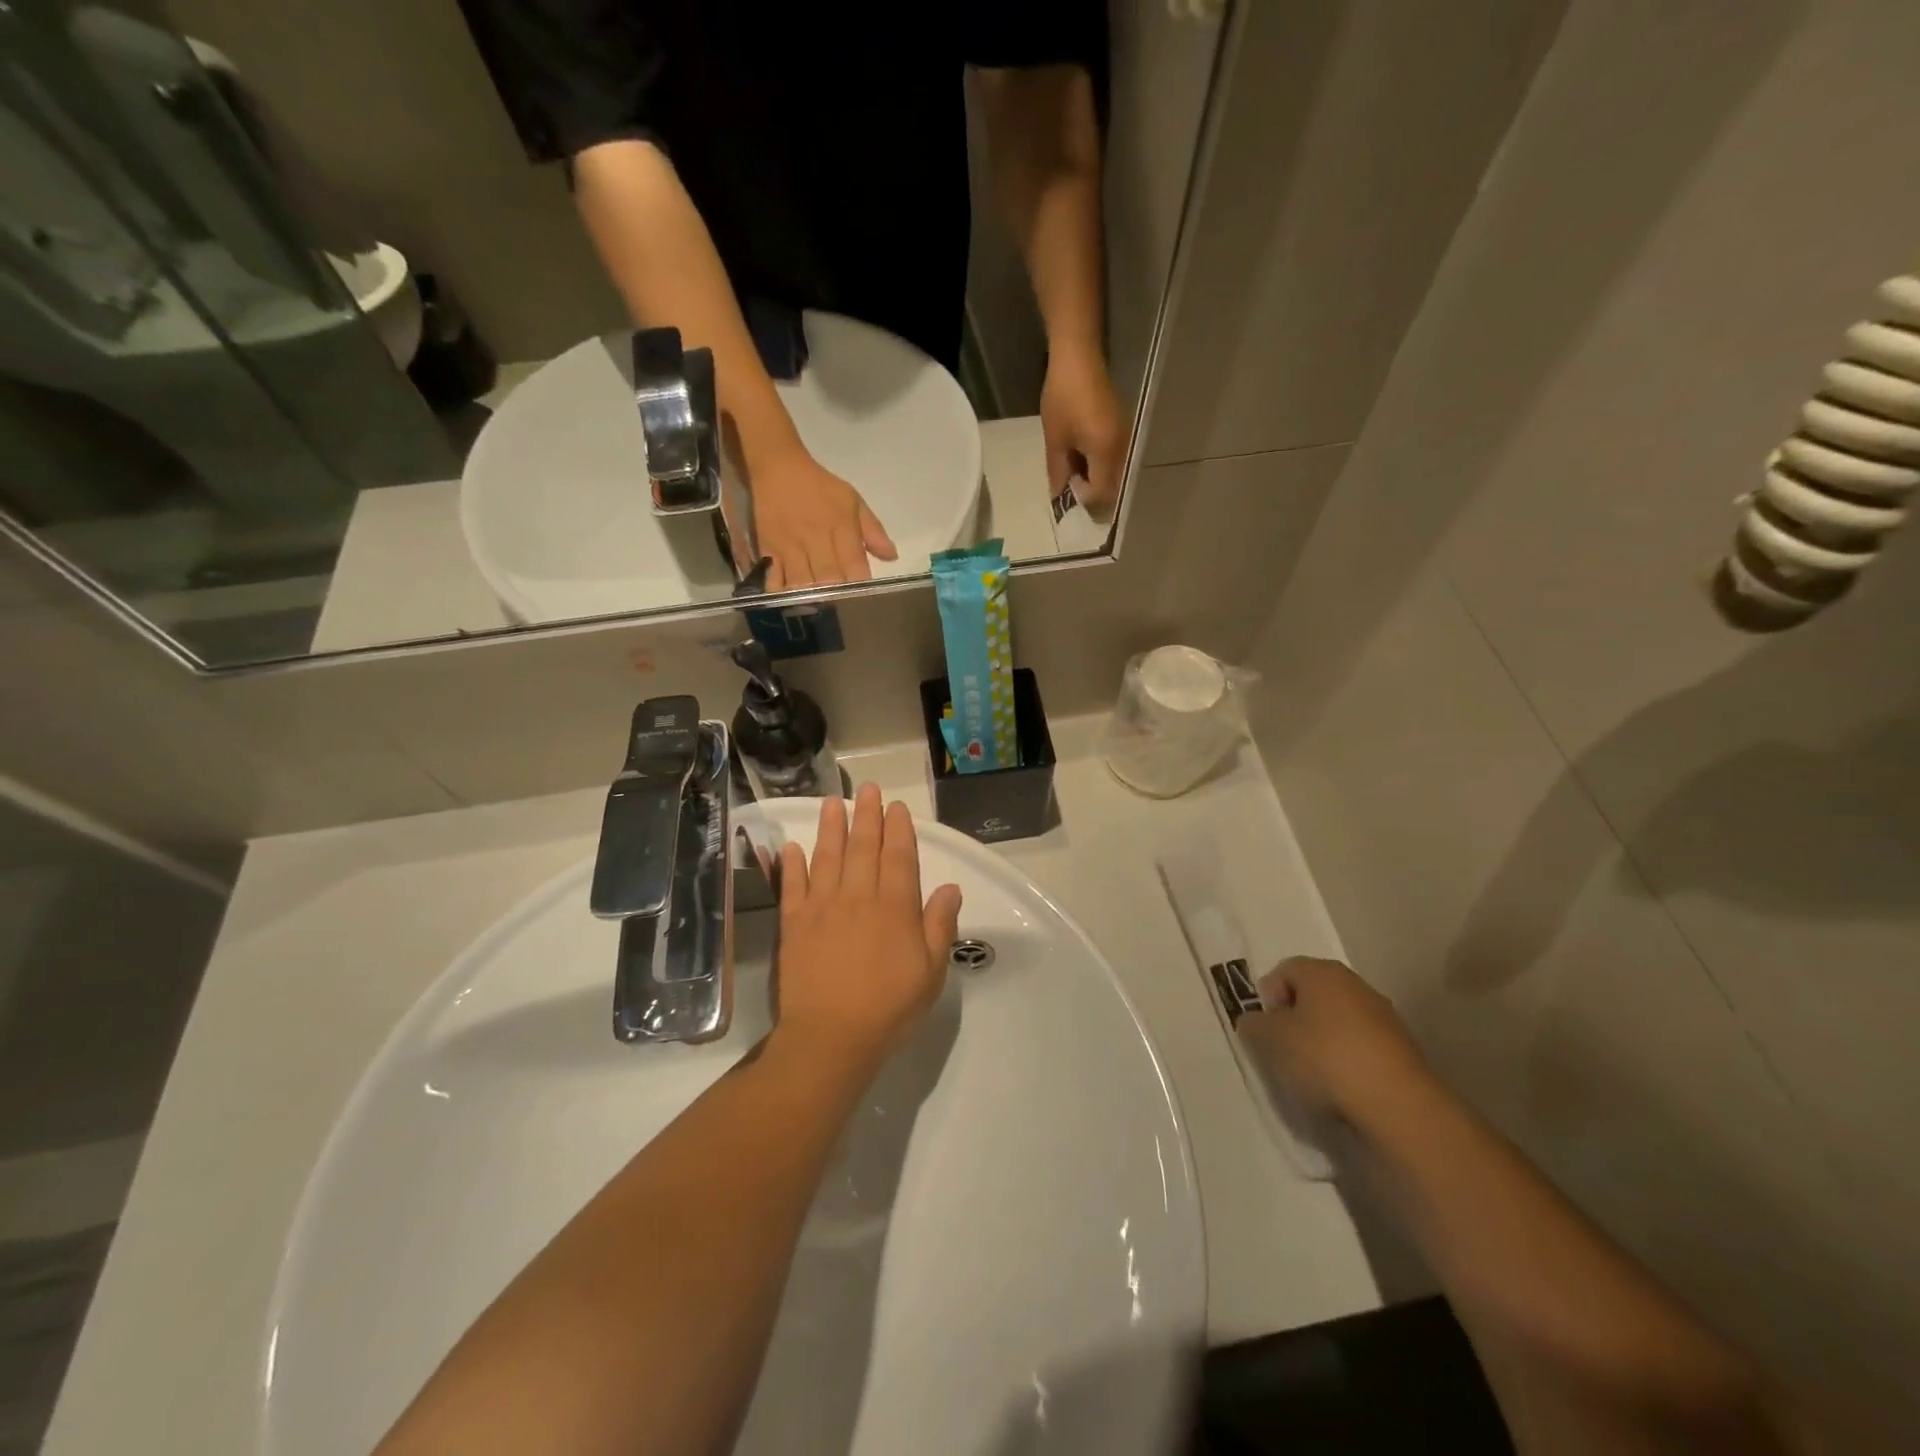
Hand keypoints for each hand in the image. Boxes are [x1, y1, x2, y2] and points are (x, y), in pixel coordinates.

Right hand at [750, 448, 896, 589]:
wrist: (778, 468)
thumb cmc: (820, 487)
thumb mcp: (853, 501)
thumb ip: (873, 531)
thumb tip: (892, 557)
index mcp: (841, 527)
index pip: (855, 566)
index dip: (860, 586)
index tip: (862, 596)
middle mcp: (816, 539)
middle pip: (828, 580)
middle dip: (837, 596)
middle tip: (839, 603)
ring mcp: (789, 546)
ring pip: (802, 584)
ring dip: (811, 598)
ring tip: (817, 603)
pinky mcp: (767, 549)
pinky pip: (774, 580)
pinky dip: (783, 593)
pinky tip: (790, 597)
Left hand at [773, 785, 962, 1065]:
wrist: (831, 1037)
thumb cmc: (889, 1007)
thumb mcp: (930, 971)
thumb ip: (939, 925)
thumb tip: (950, 887)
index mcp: (894, 907)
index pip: (899, 857)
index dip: (898, 829)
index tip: (896, 807)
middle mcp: (858, 897)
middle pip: (863, 847)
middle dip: (867, 816)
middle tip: (867, 789)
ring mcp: (822, 908)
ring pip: (827, 857)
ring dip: (830, 827)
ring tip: (831, 802)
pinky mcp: (794, 924)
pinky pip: (792, 886)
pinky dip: (792, 865)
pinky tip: (792, 847)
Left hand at [1040, 344, 1127, 514]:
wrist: (1079, 357)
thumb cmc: (1063, 397)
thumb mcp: (1056, 440)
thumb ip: (1059, 473)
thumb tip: (1060, 499)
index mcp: (1106, 452)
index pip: (1100, 494)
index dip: (1082, 500)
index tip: (1067, 489)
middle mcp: (1123, 450)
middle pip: (1113, 490)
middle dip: (1091, 496)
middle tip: (1071, 490)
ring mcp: (1127, 441)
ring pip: (1116, 478)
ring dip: (1096, 483)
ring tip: (1075, 475)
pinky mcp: (1125, 433)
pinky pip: (1116, 463)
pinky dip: (1101, 470)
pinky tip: (1084, 461)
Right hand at [1237, 956, 1428, 1122]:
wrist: (1397, 1105)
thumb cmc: (1324, 1058)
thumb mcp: (1270, 1040)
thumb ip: (1253, 1024)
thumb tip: (1255, 1021)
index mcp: (1322, 971)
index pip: (1284, 970)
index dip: (1269, 998)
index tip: (1267, 1030)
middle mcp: (1354, 984)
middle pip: (1312, 994)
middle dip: (1295, 1019)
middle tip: (1285, 1050)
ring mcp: (1383, 1016)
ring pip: (1338, 1020)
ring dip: (1322, 1041)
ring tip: (1314, 1075)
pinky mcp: (1402, 1049)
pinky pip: (1361, 1045)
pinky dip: (1347, 1059)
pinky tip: (1343, 1086)